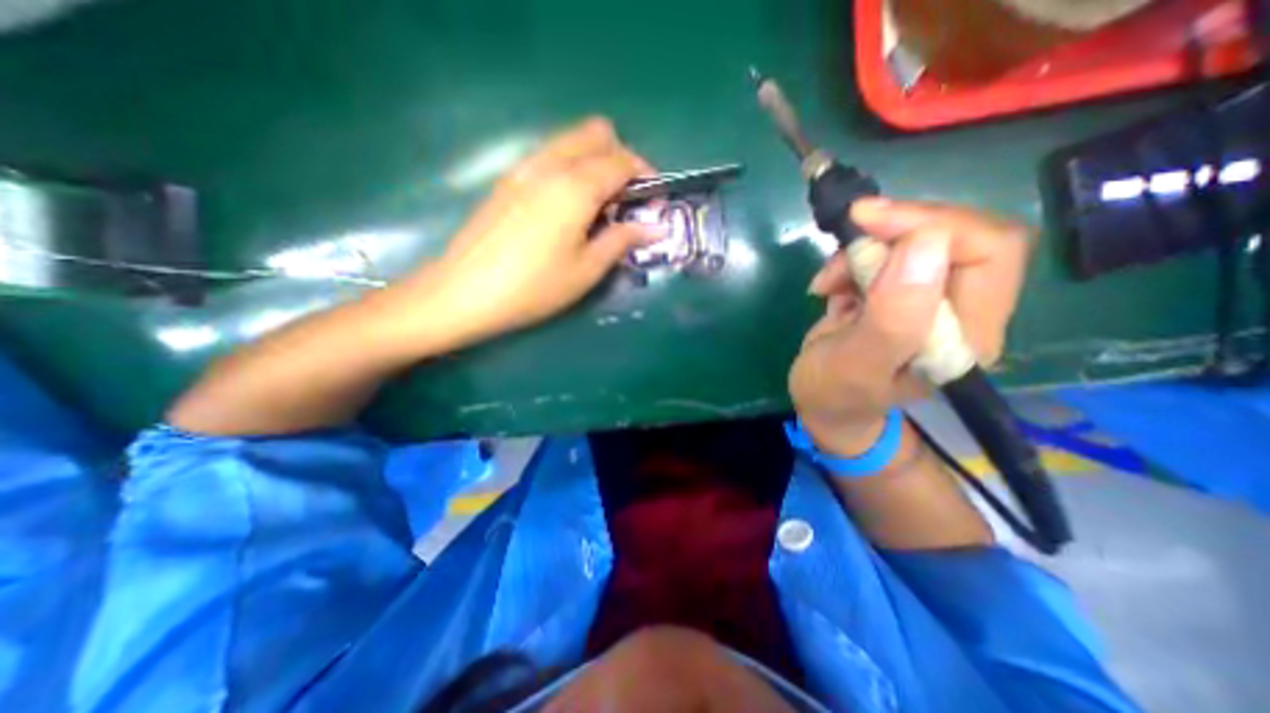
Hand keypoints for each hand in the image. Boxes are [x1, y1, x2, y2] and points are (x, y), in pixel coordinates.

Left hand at [417, 116, 658, 344]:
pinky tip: (568, 207)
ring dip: (594, 161)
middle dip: (620, 157)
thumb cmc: (535, 287)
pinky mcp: (507, 180)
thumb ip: (622, 240)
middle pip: (595, 133)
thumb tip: (654, 227)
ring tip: (598, 205)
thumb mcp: (587, 270)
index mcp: (576, 186)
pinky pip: (549, 156)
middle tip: (625, 198)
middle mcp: (550, 164)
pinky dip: (570, 168)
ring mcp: (524, 168)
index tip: (653, 201)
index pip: (621, 160)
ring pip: (570, 141)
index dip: (645, 175)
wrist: (466, 292)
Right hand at [792, 197, 1035, 452]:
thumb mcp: (855, 364)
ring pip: (916, 241)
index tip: (868, 221)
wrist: (822, 404)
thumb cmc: (835, 394)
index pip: (988, 250)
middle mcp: (963, 311)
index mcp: (967, 334)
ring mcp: (930, 300)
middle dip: (896, 230)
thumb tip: (925, 245)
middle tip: (848, 235)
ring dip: (865, 249)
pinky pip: (887, 255)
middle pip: (957, 236)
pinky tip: (829, 286)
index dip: (932, 224)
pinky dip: (852, 260)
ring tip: (827, 281)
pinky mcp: (900, 293)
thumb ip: (892, 318)